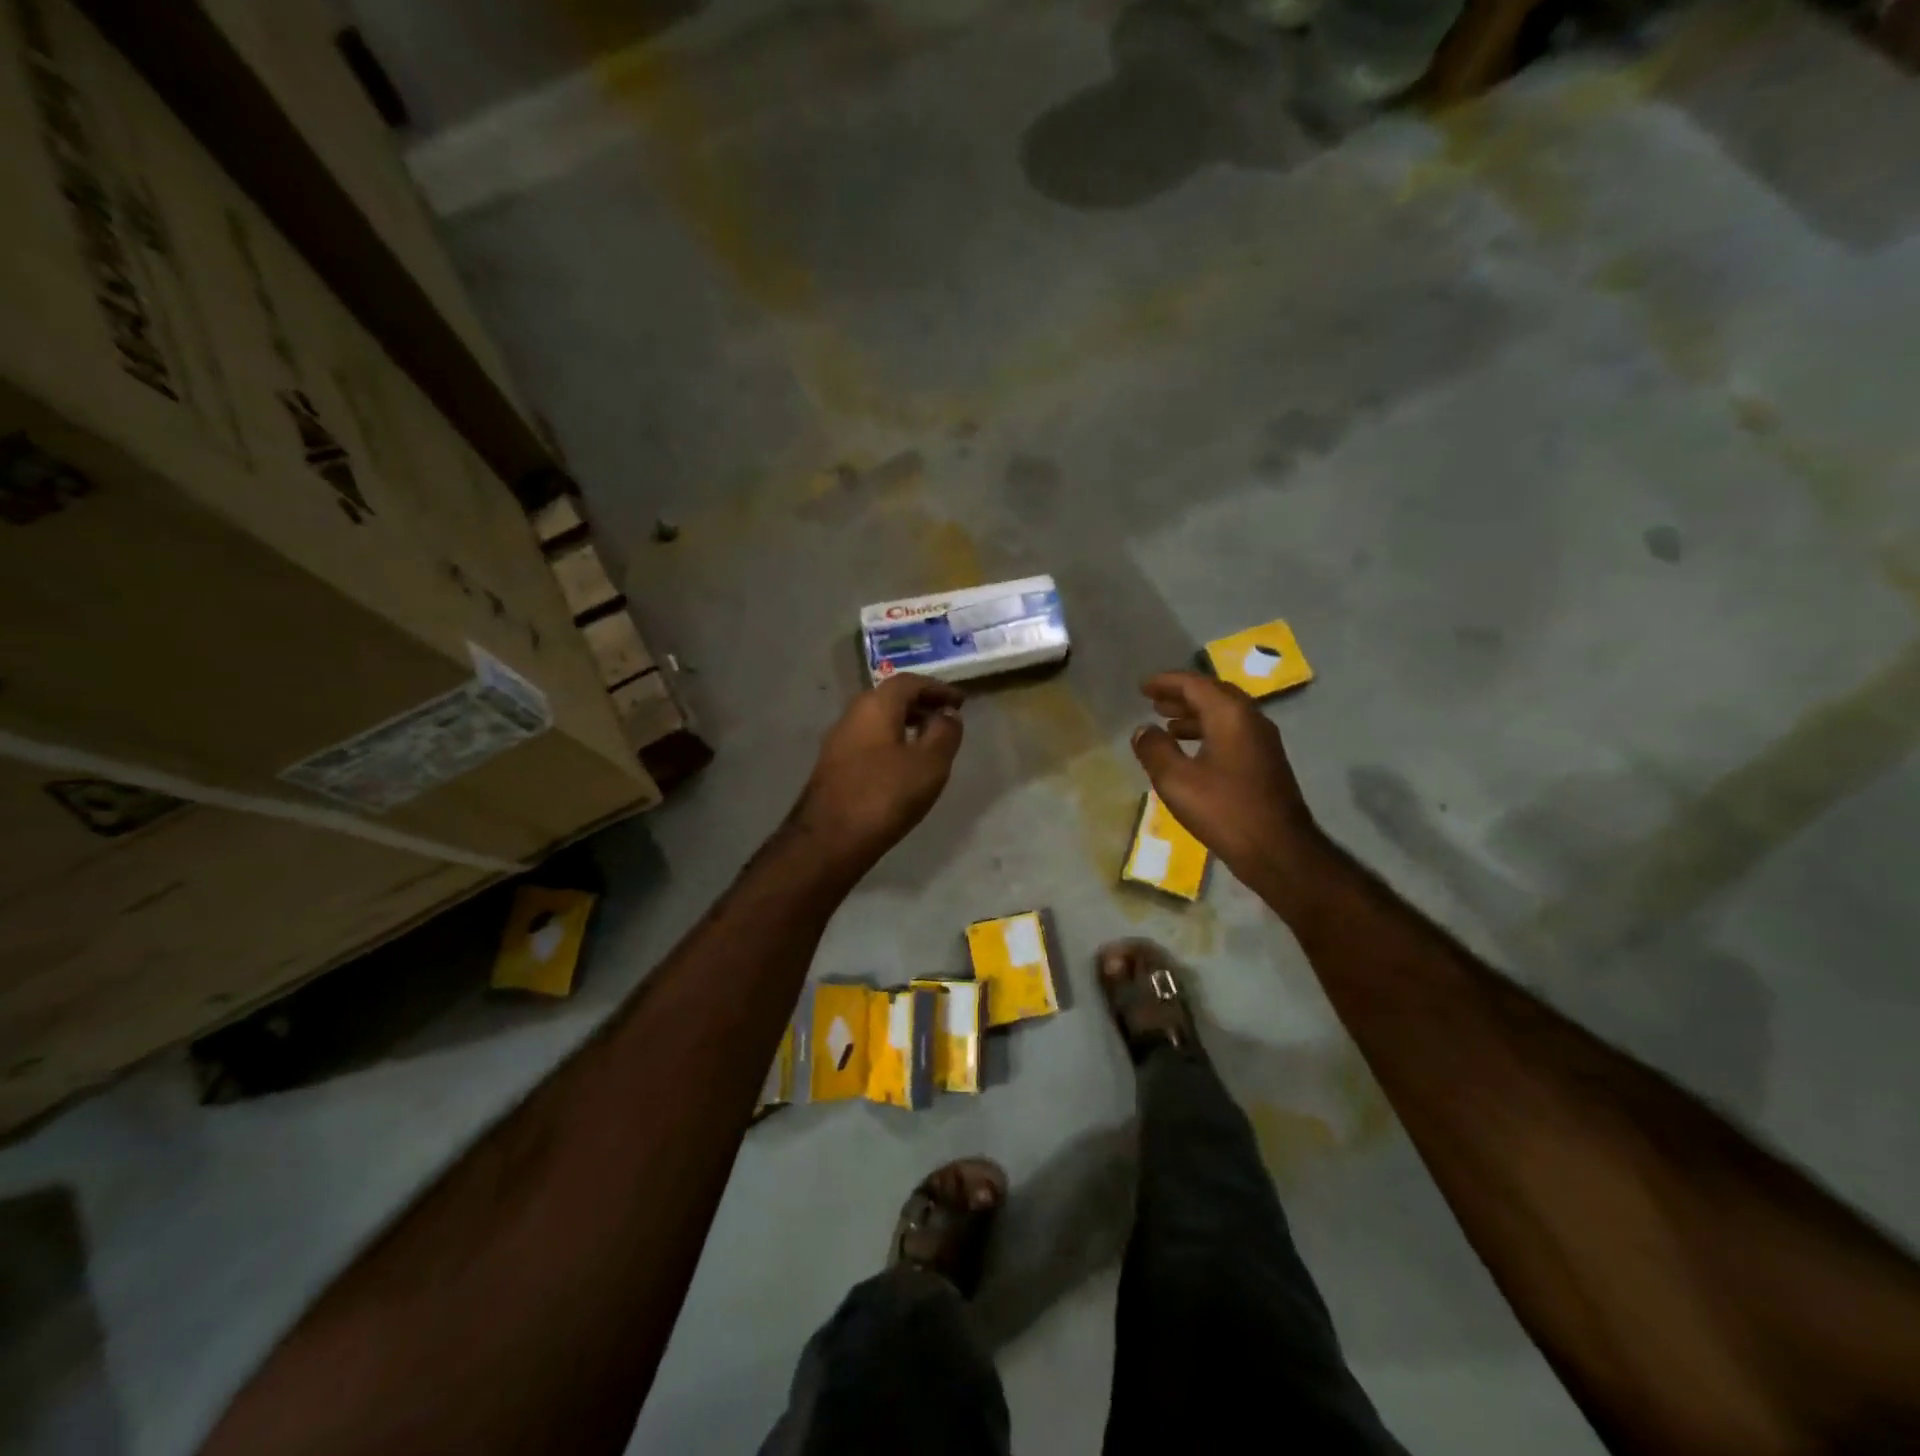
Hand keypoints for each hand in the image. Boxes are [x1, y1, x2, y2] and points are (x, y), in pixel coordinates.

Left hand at [793, 674, 964, 871]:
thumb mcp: (929, 763)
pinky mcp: (833, 766)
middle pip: (890, 698)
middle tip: (946, 719)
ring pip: (878, 721)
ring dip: (905, 724)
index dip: (938, 688)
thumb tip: (948, 714)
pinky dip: (891, 742)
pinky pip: (869, 741)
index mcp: (875, 706)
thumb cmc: (885, 795)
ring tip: (929, 743)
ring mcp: (838, 741)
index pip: (910, 682)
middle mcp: (852, 714)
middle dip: (921, 704)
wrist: (829, 839)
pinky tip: (903, 766)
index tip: (961, 702)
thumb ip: (944, 733)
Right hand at [1131, 671, 1322, 899]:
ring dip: (1195, 715)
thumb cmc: (1224, 810)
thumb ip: (1155, 749)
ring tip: (1168, 724)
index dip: (1166, 682)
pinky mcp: (1266, 762)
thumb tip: (1143, 730)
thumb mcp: (1176, 780)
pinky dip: (1208, 732)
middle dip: (1182, 695)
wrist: (1278, 850)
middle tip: (1155, 701)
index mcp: (1230, 715)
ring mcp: (1263, 741)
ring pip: (1225, 715)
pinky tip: (1193, 752)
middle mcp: (1251, 719)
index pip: (1194, 684)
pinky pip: (1233, 733)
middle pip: (1213, 694)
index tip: (1143, 687)